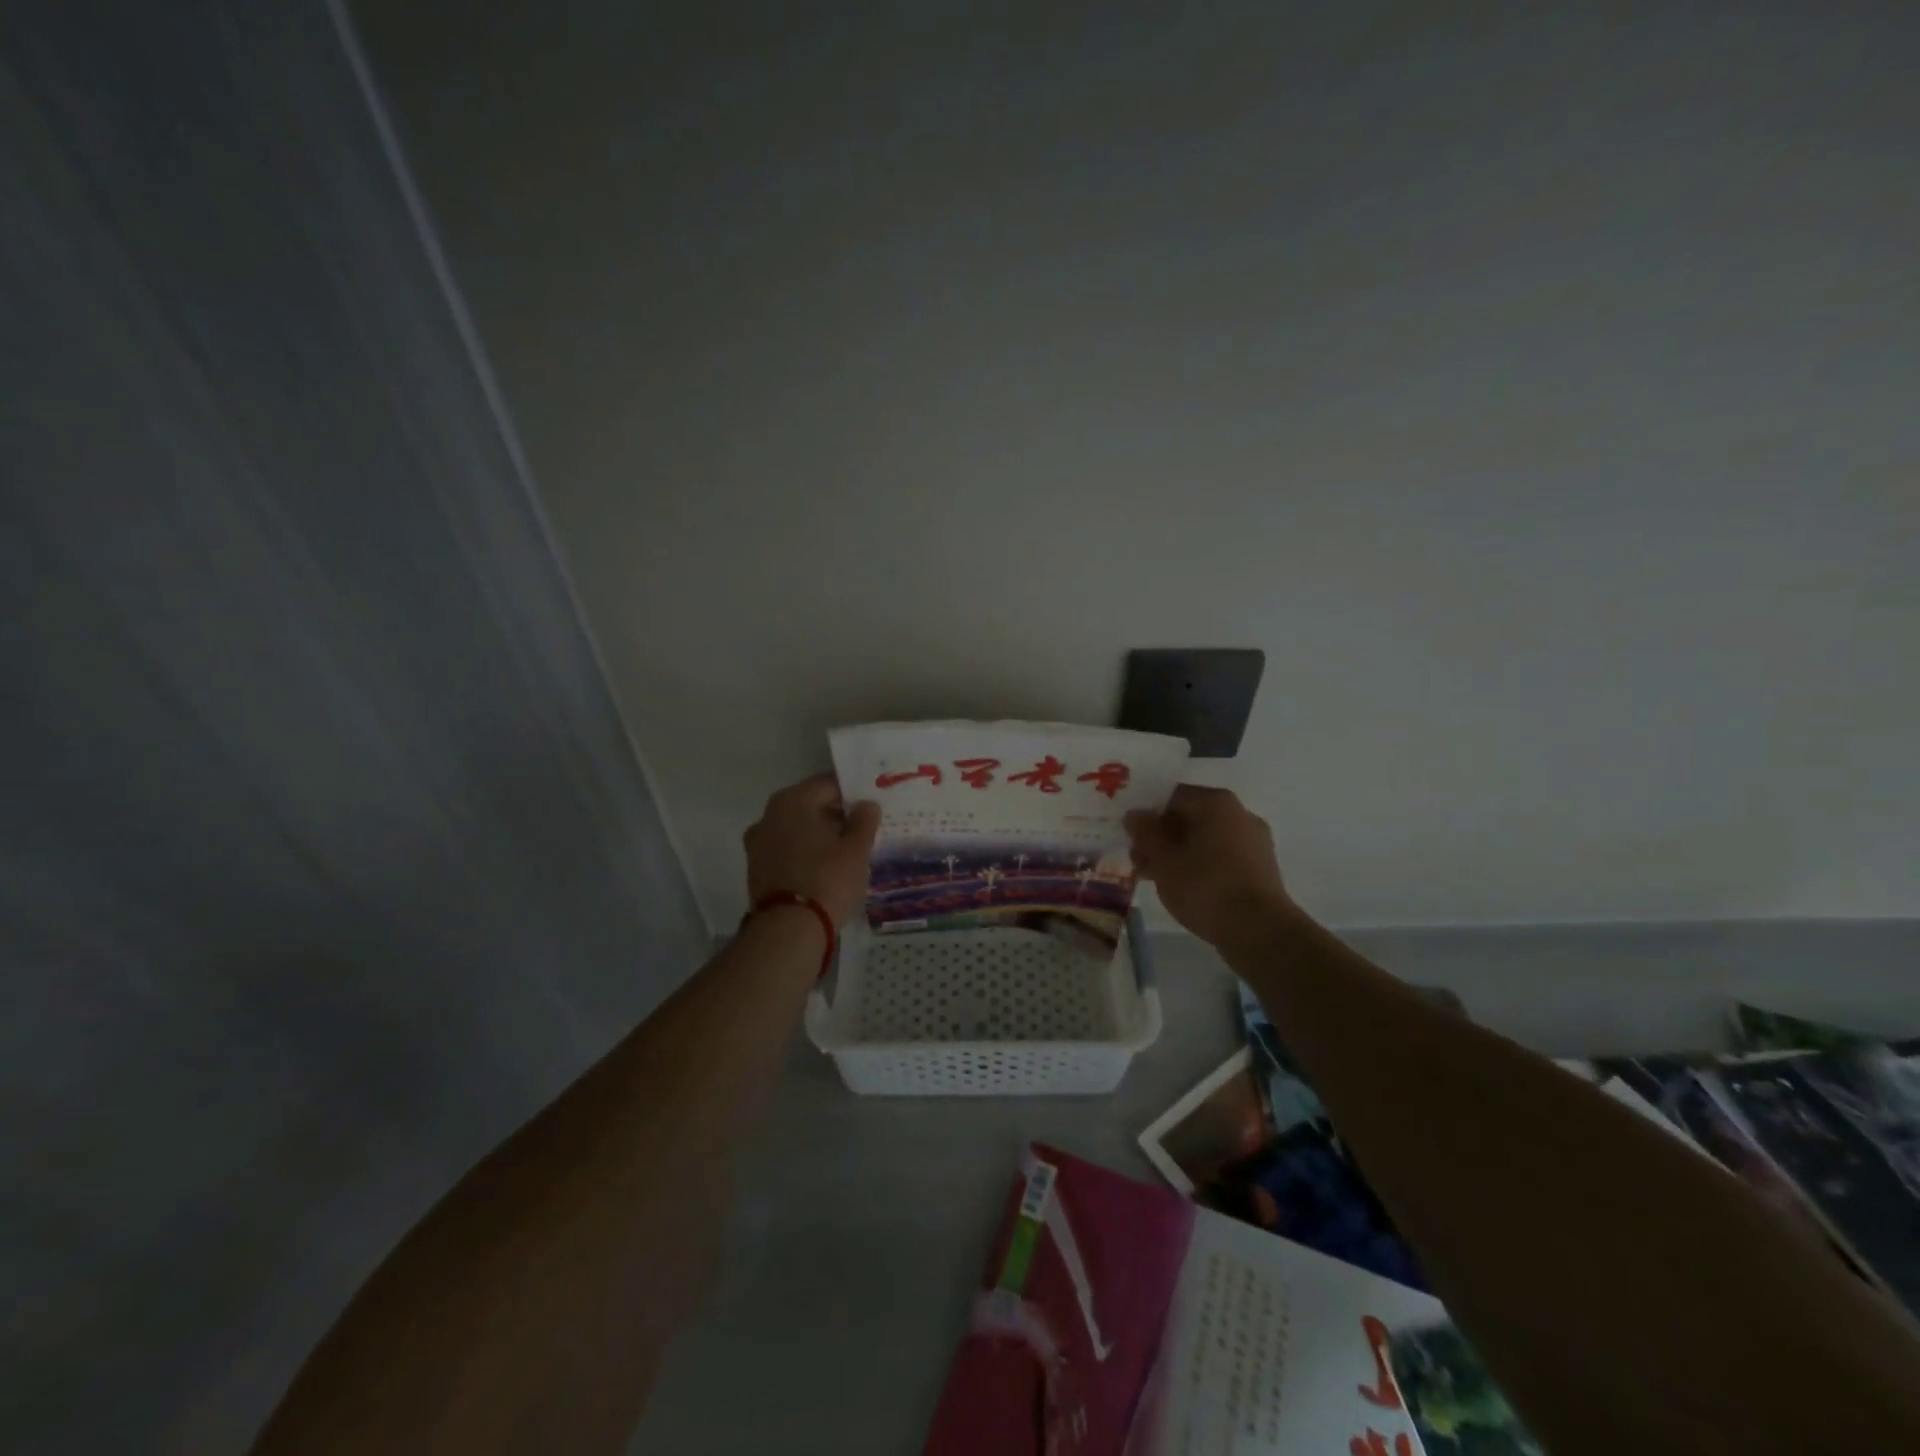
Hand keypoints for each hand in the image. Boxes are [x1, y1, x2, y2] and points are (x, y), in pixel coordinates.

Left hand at [744, 774, 880, 928]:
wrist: (788, 930)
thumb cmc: (827, 880)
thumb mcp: (856, 850)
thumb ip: (864, 821)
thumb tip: (866, 804)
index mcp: (792, 801)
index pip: (828, 784)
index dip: (852, 792)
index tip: (871, 805)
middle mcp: (769, 816)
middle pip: (809, 806)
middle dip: (835, 815)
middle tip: (863, 828)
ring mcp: (758, 844)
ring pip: (797, 830)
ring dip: (819, 836)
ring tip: (847, 851)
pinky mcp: (757, 870)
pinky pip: (787, 851)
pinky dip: (805, 854)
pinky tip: (826, 868)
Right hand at [1125, 785, 1296, 945]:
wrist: (1259, 931)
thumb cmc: (1205, 887)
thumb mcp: (1163, 860)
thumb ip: (1145, 833)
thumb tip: (1135, 815)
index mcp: (1216, 802)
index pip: (1171, 796)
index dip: (1147, 815)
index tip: (1131, 837)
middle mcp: (1239, 813)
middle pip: (1189, 817)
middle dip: (1161, 837)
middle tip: (1138, 860)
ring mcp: (1254, 841)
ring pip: (1204, 839)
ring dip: (1177, 853)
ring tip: (1155, 877)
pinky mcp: (1261, 867)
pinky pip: (1221, 857)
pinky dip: (1199, 865)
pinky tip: (1182, 887)